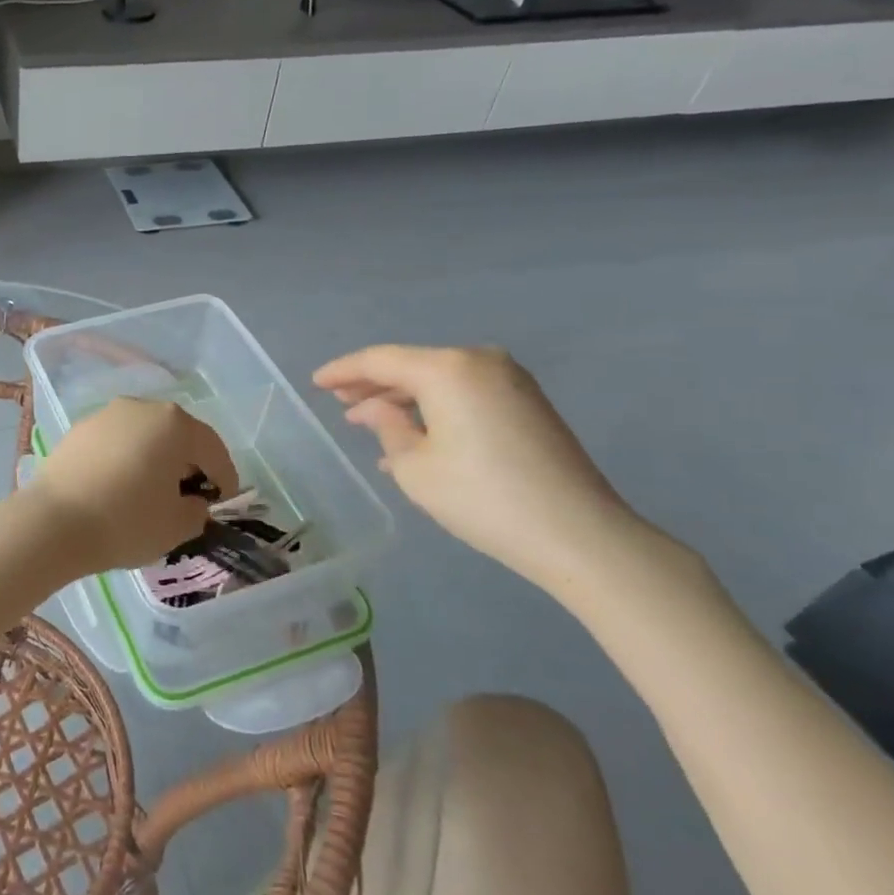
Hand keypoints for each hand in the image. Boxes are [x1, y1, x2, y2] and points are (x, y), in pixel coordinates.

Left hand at [31, 398, 238, 573]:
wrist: (52, 522)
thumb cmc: (126, 521)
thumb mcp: (177, 526)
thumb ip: (196, 510)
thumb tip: (191, 502)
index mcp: (174, 423)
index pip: (212, 448)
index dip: (224, 477)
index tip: (223, 501)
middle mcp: (141, 407)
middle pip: (177, 434)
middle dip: (188, 462)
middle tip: (191, 494)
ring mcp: (106, 415)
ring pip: (144, 435)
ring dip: (155, 457)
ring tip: (152, 490)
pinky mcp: (79, 430)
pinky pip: (116, 442)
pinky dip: (126, 459)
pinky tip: (120, 486)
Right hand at [313, 345, 647, 596]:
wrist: (578, 534)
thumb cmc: (482, 497)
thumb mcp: (414, 467)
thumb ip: (386, 427)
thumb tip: (374, 410)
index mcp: (448, 369)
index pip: (380, 360)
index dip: (343, 371)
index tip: (315, 382)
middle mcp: (480, 361)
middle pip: (412, 366)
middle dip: (374, 385)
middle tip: (340, 403)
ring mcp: (510, 381)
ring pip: (439, 382)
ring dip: (404, 401)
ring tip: (371, 424)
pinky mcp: (527, 404)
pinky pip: (464, 395)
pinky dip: (434, 410)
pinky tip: (414, 437)